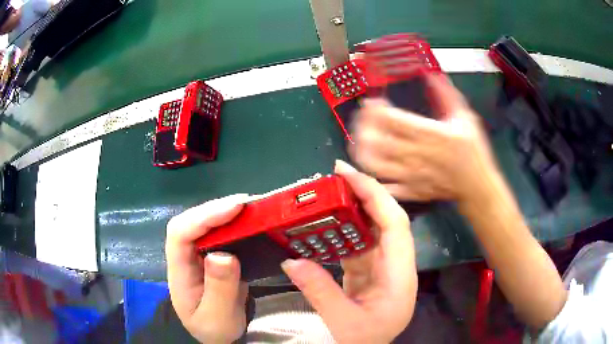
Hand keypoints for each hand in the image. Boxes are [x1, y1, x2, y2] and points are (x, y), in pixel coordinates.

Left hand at [166, 194, 248, 343]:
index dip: (204, 216)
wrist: (215, 334)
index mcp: (179, 270)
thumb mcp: (217, 316)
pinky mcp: (214, 255)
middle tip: (250, 203)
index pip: (180, 233)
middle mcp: (186, 256)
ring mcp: (199, 254)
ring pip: (206, 224)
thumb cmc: (212, 327)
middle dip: (218, 209)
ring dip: (227, 212)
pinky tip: (250, 222)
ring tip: (253, 208)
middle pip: (193, 221)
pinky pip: (221, 233)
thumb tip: (224, 254)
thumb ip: (219, 289)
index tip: (235, 208)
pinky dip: (235, 224)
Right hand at [281, 160, 416, 343]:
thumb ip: (319, 291)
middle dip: (363, 194)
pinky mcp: (368, 271)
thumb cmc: (364, 341)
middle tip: (334, 177)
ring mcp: (382, 268)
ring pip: (370, 229)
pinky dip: (341, 230)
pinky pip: (356, 243)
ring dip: (350, 210)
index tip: (348, 175)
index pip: (395, 224)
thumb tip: (292, 261)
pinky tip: (325, 223)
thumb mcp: (343, 322)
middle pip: (385, 220)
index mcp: (400, 276)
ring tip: (327, 195)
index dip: (375, 195)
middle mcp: (396, 265)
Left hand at [349, 74, 497, 202]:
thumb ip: (446, 94)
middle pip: (378, 141)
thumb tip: (429, 73)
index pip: (393, 120)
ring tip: (359, 138)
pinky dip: (368, 177)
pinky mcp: (409, 191)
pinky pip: (383, 186)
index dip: (375, 109)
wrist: (477, 186)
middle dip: (362, 126)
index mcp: (430, 135)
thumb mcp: (464, 117)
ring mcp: (411, 176)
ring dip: (360, 150)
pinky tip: (364, 165)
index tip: (371, 102)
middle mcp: (417, 155)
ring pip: (374, 165)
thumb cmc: (473, 152)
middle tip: (362, 117)